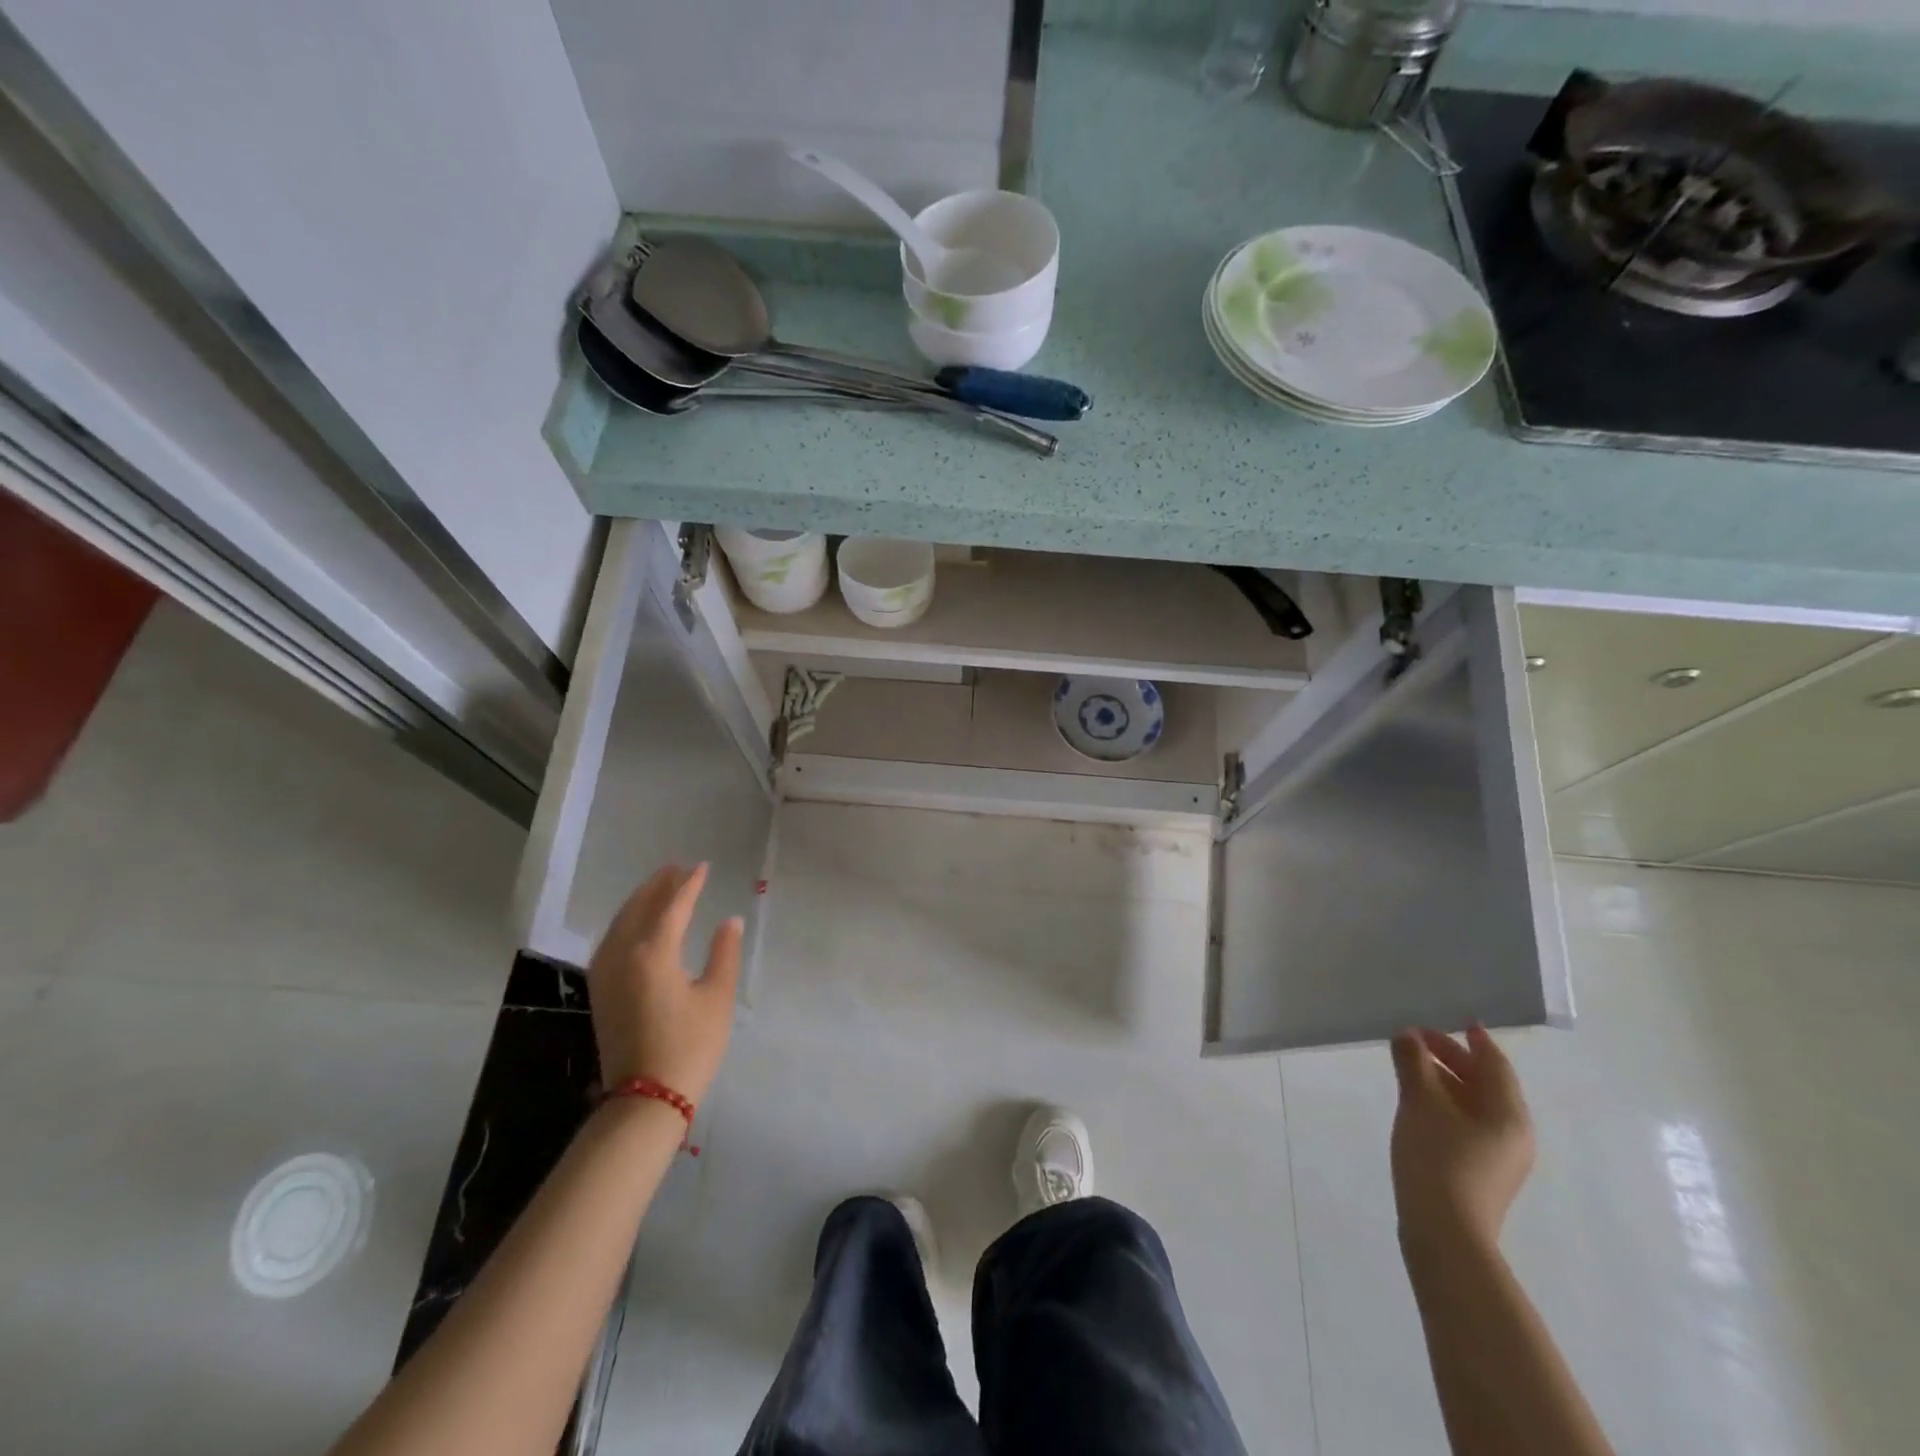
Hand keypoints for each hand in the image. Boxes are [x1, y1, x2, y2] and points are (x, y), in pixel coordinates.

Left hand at [587, 863, 743, 1106]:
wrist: (646, 1098)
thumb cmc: (690, 1046)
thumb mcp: (717, 997)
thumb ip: (724, 953)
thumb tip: (730, 920)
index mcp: (654, 953)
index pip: (673, 906)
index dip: (689, 885)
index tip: (702, 866)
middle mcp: (623, 956)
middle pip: (640, 908)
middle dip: (659, 885)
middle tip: (678, 868)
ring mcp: (606, 974)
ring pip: (620, 923)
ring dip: (639, 900)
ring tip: (658, 886)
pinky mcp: (601, 991)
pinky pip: (610, 941)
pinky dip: (625, 922)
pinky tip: (635, 923)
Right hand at [1390, 1025, 1534, 1256]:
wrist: (1444, 1231)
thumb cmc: (1439, 1157)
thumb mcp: (1420, 1102)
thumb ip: (1413, 1062)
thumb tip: (1407, 1035)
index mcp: (1509, 1114)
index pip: (1495, 1065)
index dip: (1476, 1040)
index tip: (1460, 1020)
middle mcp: (1513, 1133)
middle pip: (1485, 1084)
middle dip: (1452, 1058)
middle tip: (1417, 1039)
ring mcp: (1499, 1156)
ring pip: (1474, 1105)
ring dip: (1445, 1081)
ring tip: (1411, 1067)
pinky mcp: (1481, 1172)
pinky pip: (1467, 1123)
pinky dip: (1445, 1104)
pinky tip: (1419, 1104)